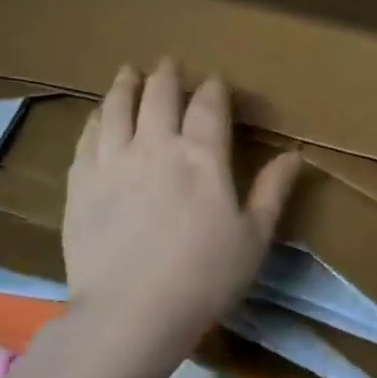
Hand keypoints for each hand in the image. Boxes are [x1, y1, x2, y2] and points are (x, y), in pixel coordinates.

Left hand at [59, 59, 301, 377]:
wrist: (130, 314)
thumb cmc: (204, 277)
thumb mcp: (254, 237)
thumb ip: (273, 190)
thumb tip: (295, 155)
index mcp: (203, 157)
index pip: (209, 106)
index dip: (213, 89)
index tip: (215, 81)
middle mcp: (156, 146)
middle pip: (160, 96)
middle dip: (167, 76)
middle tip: (168, 63)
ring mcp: (113, 162)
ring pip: (117, 108)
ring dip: (126, 85)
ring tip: (129, 72)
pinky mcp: (81, 184)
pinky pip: (87, 138)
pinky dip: (96, 119)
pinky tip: (98, 115)